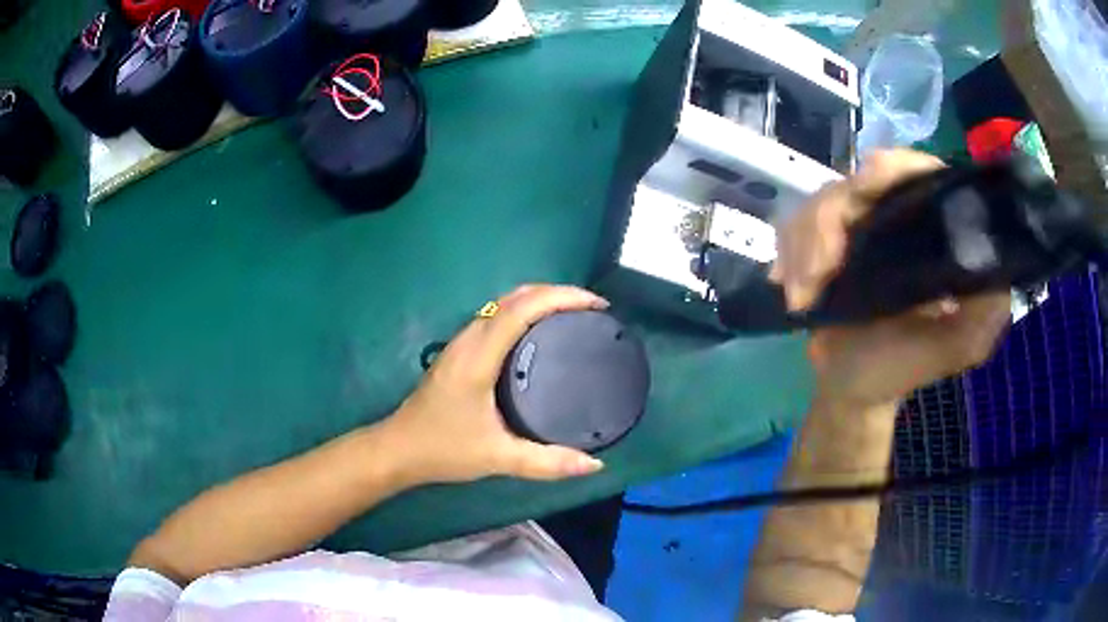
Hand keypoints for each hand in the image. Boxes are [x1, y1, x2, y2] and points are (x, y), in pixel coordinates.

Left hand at [386, 284, 608, 483]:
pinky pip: (497, 317)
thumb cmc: (443, 449)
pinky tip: (540, 333)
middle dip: (556, 293)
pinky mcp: (459, 351)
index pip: (521, 309)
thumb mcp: (497, 458)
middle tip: (592, 309)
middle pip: (515, 297)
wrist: (398, 449)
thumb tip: (593, 463)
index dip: (561, 297)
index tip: (596, 305)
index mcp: (478, 356)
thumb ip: (546, 462)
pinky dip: (524, 312)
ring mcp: (461, 342)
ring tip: (573, 316)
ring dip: (539, 299)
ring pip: (504, 304)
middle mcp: (469, 339)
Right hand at [771, 150, 1011, 408]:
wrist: (848, 387)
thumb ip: (984, 314)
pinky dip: (787, 253)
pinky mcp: (823, 241)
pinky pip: (795, 224)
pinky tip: (786, 285)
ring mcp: (856, 227)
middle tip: (817, 274)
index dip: (895, 167)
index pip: (918, 171)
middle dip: (829, 224)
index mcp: (931, 232)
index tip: (867, 184)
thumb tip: (997, 264)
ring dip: (803, 247)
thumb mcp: (954, 349)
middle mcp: (895, 218)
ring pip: (819, 202)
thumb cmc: (900, 368)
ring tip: (801, 297)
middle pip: (856, 182)